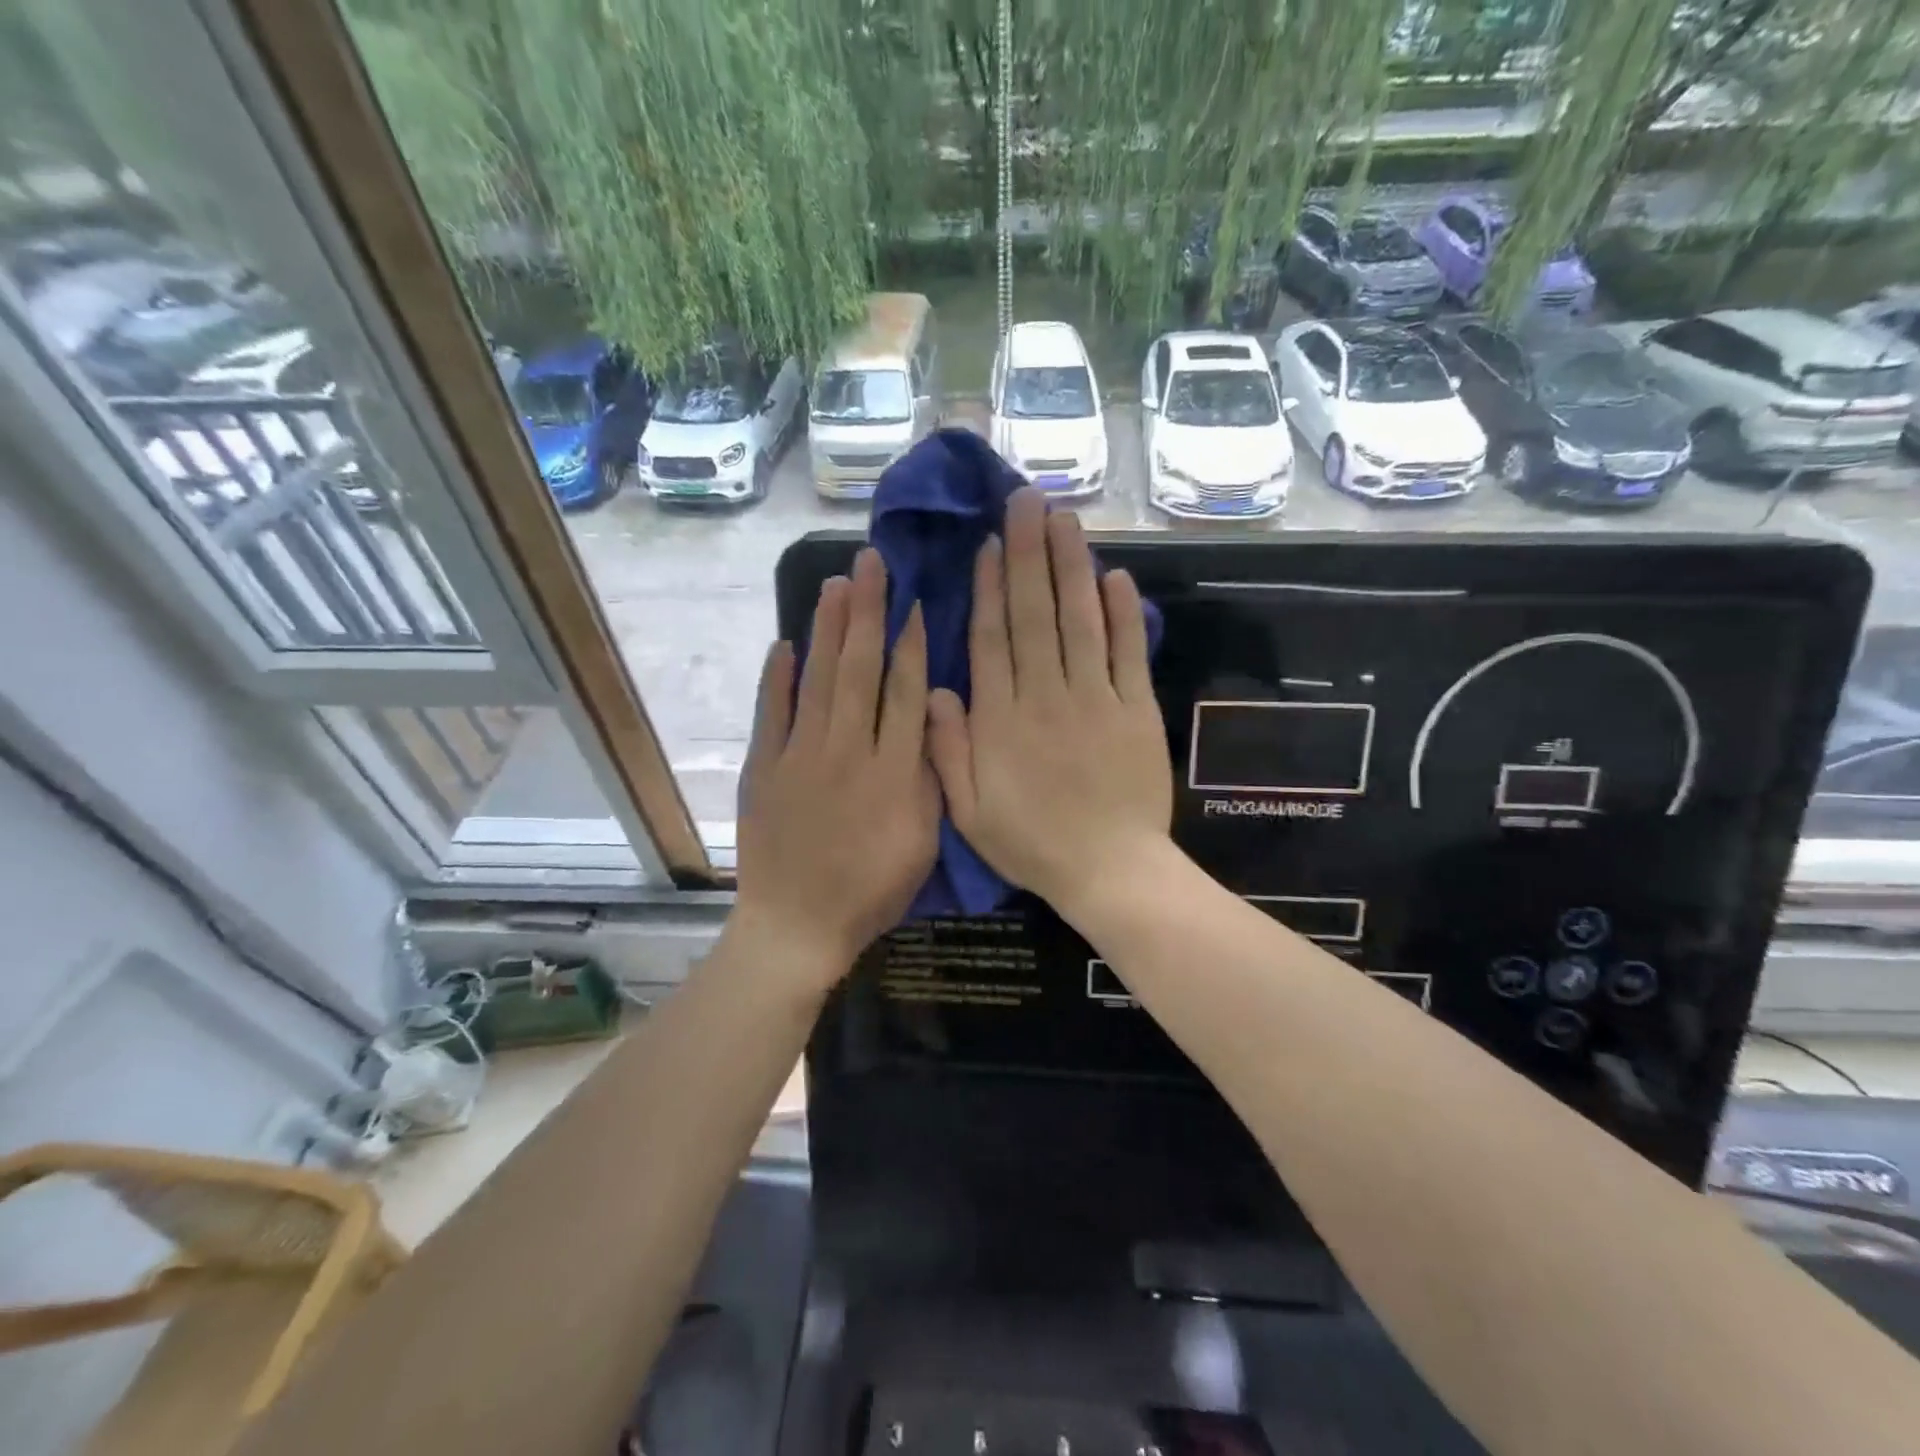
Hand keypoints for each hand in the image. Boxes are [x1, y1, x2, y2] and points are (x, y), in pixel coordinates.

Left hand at [733, 548, 939, 985]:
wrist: (797, 924)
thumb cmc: (871, 890)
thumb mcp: (923, 844)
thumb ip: (930, 779)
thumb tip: (932, 719)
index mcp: (893, 771)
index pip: (905, 692)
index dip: (912, 644)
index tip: (914, 601)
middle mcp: (847, 750)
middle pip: (860, 670)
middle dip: (868, 613)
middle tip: (870, 563)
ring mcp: (800, 755)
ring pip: (819, 679)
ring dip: (828, 629)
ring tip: (837, 584)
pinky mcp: (764, 768)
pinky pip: (772, 713)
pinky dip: (777, 677)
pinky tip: (785, 643)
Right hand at [927, 489, 1172, 914]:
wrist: (1109, 871)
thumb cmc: (1032, 844)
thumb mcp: (968, 812)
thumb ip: (947, 750)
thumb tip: (937, 689)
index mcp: (1001, 719)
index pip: (992, 639)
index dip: (989, 587)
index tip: (990, 543)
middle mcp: (1045, 695)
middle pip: (1034, 615)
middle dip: (1028, 554)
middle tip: (1026, 501)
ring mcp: (1095, 699)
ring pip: (1079, 621)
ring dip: (1070, 567)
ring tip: (1064, 519)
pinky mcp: (1136, 710)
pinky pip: (1128, 653)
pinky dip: (1123, 614)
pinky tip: (1115, 575)